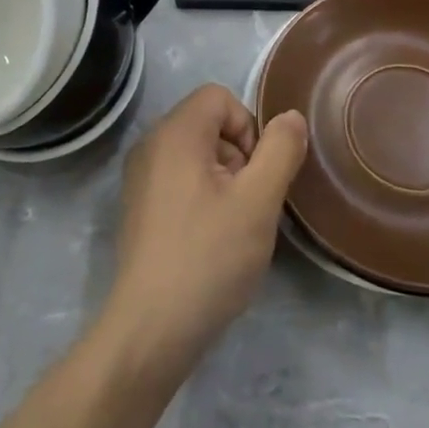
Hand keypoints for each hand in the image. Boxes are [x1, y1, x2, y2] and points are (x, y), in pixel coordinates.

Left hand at [102, 84, 308, 380]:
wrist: (150, 330)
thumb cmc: (209, 257)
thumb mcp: (258, 201)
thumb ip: (280, 150)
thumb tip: (290, 117)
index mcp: (175, 133)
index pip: (220, 97)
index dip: (249, 128)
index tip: (257, 175)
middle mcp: (151, 144)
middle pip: (208, 123)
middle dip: (239, 155)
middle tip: (249, 204)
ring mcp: (139, 177)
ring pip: (196, 154)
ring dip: (224, 179)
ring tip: (232, 226)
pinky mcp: (138, 208)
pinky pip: (179, 179)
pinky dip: (202, 196)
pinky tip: (210, 240)